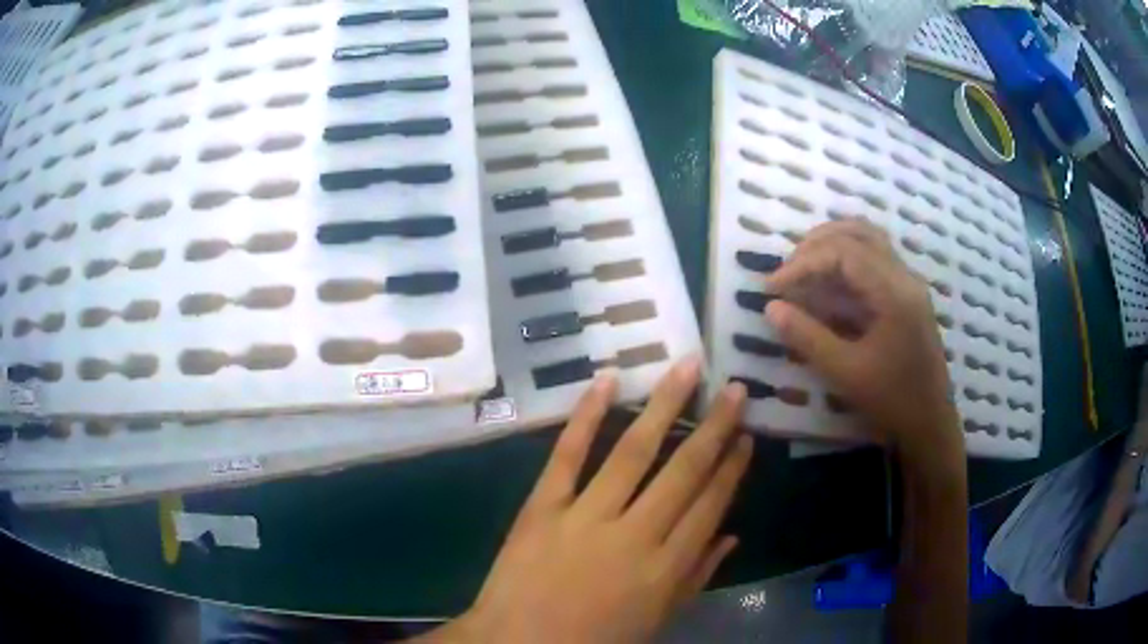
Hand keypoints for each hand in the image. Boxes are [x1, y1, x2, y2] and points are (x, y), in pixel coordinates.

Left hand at [442, 358, 751, 642]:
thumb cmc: (593, 641)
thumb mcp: (657, 620)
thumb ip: (697, 578)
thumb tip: (732, 536)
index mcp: (666, 568)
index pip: (710, 506)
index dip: (732, 468)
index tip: (746, 435)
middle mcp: (635, 536)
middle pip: (684, 472)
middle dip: (715, 427)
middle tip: (735, 389)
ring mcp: (586, 517)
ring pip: (634, 452)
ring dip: (664, 406)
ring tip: (688, 367)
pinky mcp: (543, 507)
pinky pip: (568, 455)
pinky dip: (586, 415)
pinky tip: (607, 380)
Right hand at [764, 221, 960, 468]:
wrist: (931, 422)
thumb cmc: (892, 400)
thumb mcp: (845, 373)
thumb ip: (807, 337)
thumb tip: (771, 307)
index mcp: (894, 292)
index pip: (843, 252)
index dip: (803, 262)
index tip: (772, 287)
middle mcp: (904, 276)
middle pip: (858, 232)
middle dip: (816, 245)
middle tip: (787, 272)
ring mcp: (909, 283)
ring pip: (869, 239)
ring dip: (832, 244)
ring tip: (803, 268)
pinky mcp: (907, 294)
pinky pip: (875, 257)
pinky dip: (847, 257)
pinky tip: (829, 280)